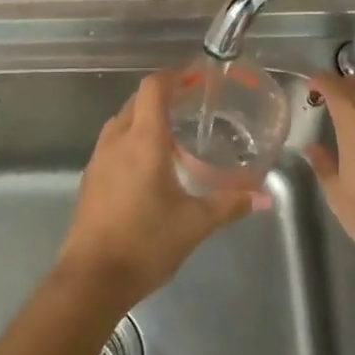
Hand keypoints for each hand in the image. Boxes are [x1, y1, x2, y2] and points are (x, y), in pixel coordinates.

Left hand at [59, 70, 253, 309]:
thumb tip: (264, 196)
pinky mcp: (90, 179)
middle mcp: (116, 140)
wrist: (91, 278)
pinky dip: (131, 141)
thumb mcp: (195, 223)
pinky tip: (149, 167)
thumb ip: (229, 204)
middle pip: (136, 101)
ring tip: (173, 135)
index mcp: (142, 140)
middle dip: (162, 97)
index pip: (153, 88)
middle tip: (192, 106)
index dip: (173, 76)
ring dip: (144, 119)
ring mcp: (98, 159)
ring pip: (121, 122)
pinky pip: (112, 145)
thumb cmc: (146, 242)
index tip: (196, 78)